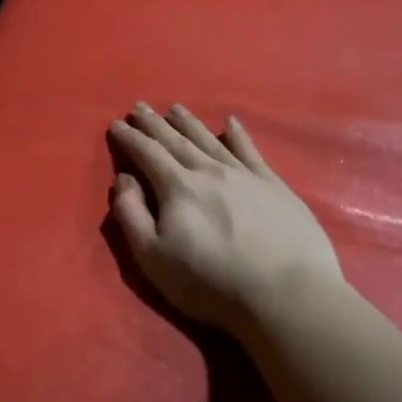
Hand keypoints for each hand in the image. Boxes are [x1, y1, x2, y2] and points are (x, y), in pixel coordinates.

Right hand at [108, 102, 342, 330]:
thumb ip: (131, 214)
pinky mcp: (275, 186)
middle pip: (176, 141)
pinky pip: (250, 152)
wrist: (286, 294)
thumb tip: (123, 179)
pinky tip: (231, 123)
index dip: (130, 138)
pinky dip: (238, 135)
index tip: (115, 124)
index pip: (147, 154)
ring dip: (189, 123)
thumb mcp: (153, 256)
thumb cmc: (210, 281)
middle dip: (154, 123)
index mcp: (177, 188)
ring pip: (210, 140)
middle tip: (140, 107)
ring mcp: (245, 176)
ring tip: (175, 107)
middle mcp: (209, 171)